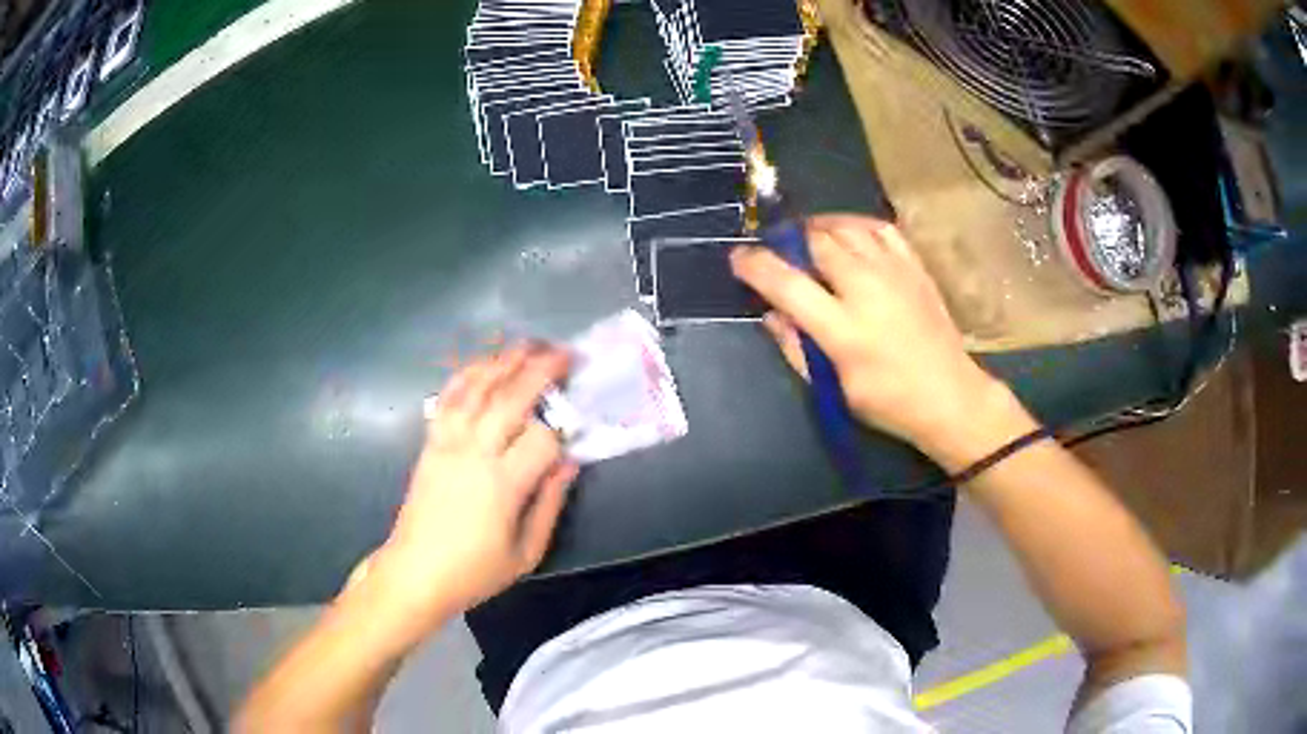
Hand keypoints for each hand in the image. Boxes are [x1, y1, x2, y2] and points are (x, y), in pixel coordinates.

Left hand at [364, 344, 578, 626]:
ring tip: (528, 345)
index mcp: (502, 485)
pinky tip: (482, 364)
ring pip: (477, 390)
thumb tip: (569, 463)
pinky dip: (466, 376)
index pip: (542, 439)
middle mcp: (474, 454)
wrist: (415, 572)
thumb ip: (550, 505)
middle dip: (540, 371)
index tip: (575, 428)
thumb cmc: (474, 571)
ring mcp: (447, 443)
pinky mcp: (430, 443)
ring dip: (504, 363)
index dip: (563, 430)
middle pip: (510, 399)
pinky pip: (448, 400)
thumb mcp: (526, 553)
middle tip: (565, 354)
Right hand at [730, 215, 1020, 466]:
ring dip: (819, 228)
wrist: (951, 396)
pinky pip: (879, 228)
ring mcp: (894, 272)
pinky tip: (847, 234)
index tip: (738, 257)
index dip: (755, 265)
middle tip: (778, 250)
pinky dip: (855, 224)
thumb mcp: (834, 388)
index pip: (786, 283)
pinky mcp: (915, 266)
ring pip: (845, 228)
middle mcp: (866, 289)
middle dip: (788, 241)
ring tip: (807, 238)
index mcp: (843, 329)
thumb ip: (797, 348)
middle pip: (816, 242)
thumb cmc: (888, 402)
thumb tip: (771, 314)